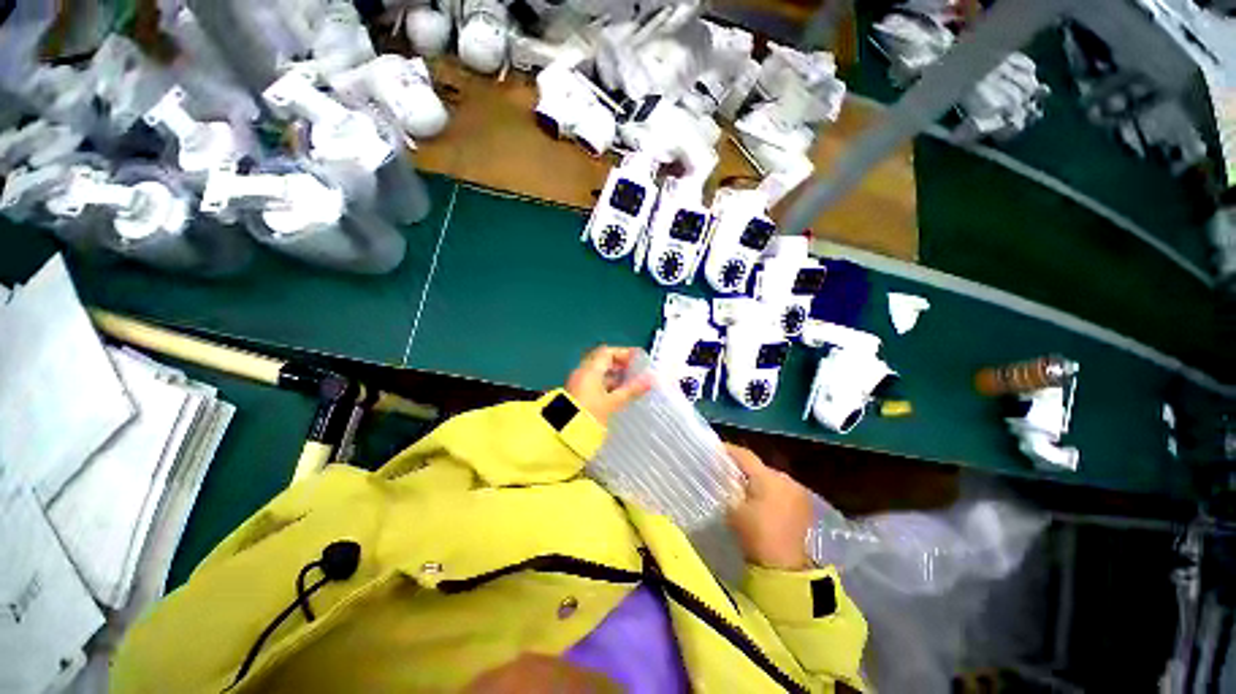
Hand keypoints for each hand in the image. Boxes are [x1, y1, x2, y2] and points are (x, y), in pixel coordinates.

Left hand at [565, 346, 652, 425]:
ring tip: (630, 386)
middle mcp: (582, 372)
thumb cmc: (591, 414)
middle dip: (619, 365)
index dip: (624, 353)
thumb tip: (650, 379)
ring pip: (598, 373)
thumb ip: (631, 390)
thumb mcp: (613, 402)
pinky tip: (617, 396)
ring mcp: (577, 383)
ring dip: (613, 376)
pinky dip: (606, 385)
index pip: (608, 352)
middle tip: (635, 372)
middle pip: (602, 361)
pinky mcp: (576, 395)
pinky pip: (593, 383)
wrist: (565, 435)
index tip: (638, 360)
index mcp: (590, 369)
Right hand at [726, 444, 815, 570]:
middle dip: (744, 468)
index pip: (744, 455)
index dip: (728, 451)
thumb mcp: (733, 509)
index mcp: (767, 477)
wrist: (785, 568)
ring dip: (758, 481)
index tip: (715, 451)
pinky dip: (770, 492)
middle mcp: (785, 478)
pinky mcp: (804, 505)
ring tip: (744, 489)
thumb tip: (723, 475)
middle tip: (728, 473)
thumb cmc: (756, 535)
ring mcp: (798, 492)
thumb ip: (728, 487)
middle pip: (759, 467)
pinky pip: (782, 490)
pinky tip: (761, 502)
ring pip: (771, 478)